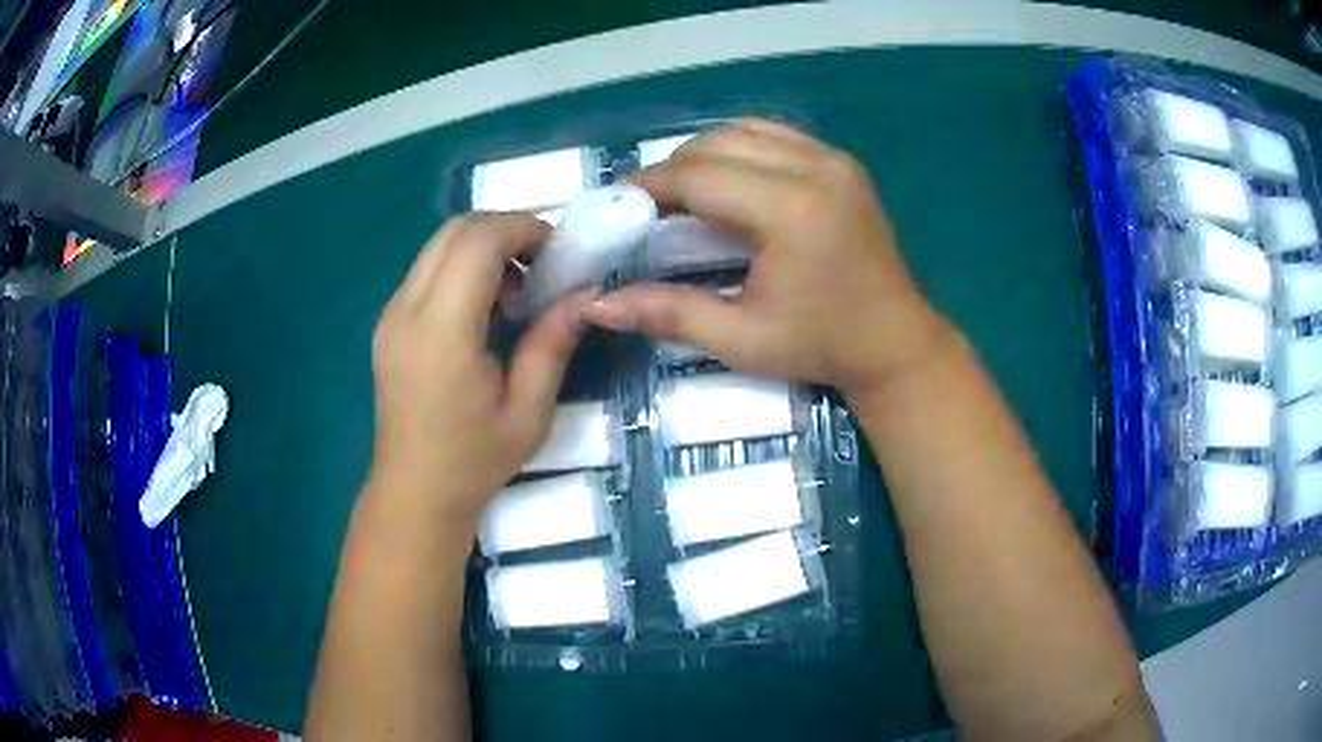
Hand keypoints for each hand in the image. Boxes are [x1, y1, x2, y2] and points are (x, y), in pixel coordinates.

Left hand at [369, 213, 589, 524]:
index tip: (557, 250)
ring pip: (438, 244)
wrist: (414, 491)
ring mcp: (390, 314)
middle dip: (505, 228)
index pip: (477, 242)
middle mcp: (407, 310)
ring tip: (516, 287)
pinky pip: (426, 269)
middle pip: (454, 230)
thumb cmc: (474, 460)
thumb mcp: (528, 411)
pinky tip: (484, 306)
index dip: (522, 228)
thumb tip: (586, 294)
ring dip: (482, 246)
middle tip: (542, 262)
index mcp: (442, 332)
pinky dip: (461, 266)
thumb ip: (553, 344)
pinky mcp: (387, 323)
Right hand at [585, 119, 955, 404]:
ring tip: (684, 193)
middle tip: (647, 206)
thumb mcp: (740, 339)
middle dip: (673, 168)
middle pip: (718, 142)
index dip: (649, 186)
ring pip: (746, 130)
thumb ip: (666, 312)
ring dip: (705, 154)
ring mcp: (834, 160)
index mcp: (792, 210)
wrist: (894, 343)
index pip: (700, 175)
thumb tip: (594, 304)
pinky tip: (730, 182)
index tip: (616, 205)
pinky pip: (776, 136)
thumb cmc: (820, 346)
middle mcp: (815, 169)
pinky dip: (741, 149)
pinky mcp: (842, 163)